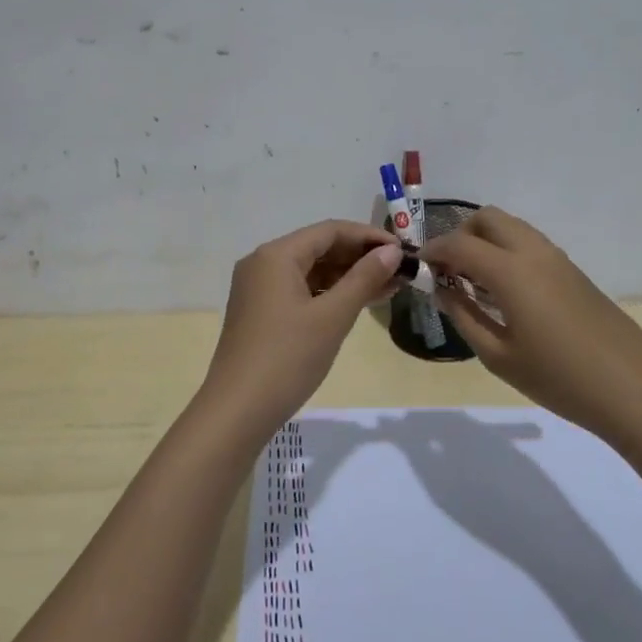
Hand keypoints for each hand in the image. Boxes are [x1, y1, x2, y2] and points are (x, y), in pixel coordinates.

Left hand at [198, 219, 401, 439]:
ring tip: (388, 288)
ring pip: (311, 271)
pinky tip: (357, 304)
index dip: (369, 237)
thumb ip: (364, 279)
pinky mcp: (260, 312)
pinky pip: (300, 290)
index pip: (330, 230)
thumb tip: (391, 252)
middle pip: (319, 248)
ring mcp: (258, 289)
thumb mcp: (332, 317)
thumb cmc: (288, 358)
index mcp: (276, 255)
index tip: (403, 251)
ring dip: (347, 277)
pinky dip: (329, 294)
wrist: (238, 410)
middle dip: (360, 258)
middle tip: (400, 272)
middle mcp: (262, 263)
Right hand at [421, 207, 641, 441]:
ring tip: (475, 283)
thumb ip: (463, 315)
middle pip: (487, 219)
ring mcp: (557, 258)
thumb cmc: (557, 378)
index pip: (459, 243)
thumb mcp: (498, 355)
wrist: (631, 388)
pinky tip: (505, 292)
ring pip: (511, 227)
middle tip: (449, 272)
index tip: (419, 267)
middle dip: (460, 235)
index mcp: (510, 271)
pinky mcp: (573, 271)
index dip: (433, 251)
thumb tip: (441, 289)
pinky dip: (507, 252)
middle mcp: (533, 252)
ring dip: (486, 242)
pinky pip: (530, 244)